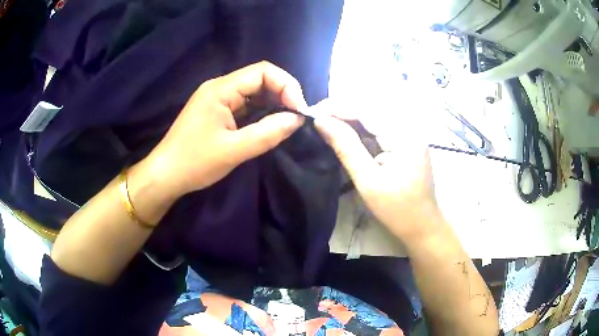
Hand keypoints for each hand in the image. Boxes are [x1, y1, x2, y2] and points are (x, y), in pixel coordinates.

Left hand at [141, 61, 306, 198]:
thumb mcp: (234, 150)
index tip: (300, 110)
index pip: (263, 71)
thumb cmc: (194, 162)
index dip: (287, 85)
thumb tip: (297, 120)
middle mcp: (220, 87)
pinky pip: (246, 105)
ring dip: (273, 104)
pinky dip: (262, 113)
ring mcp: (218, 99)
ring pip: (254, 92)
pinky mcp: (218, 111)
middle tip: (297, 118)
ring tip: (287, 122)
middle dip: (283, 94)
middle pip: (260, 79)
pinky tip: (270, 125)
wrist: (165, 175)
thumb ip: (268, 133)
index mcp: (221, 89)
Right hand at [313, 108, 442, 240]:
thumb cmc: (397, 209)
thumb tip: (321, 121)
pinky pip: (380, 127)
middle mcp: (409, 127)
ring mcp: (409, 133)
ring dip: (349, 118)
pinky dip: (361, 128)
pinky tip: (345, 133)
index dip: (337, 107)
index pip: (366, 110)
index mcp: (404, 135)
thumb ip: (345, 147)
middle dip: (342, 111)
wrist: (422, 225)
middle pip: (370, 109)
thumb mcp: (368, 180)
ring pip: (374, 116)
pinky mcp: (406, 140)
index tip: (311, 112)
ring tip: (326, 123)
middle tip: (316, 118)